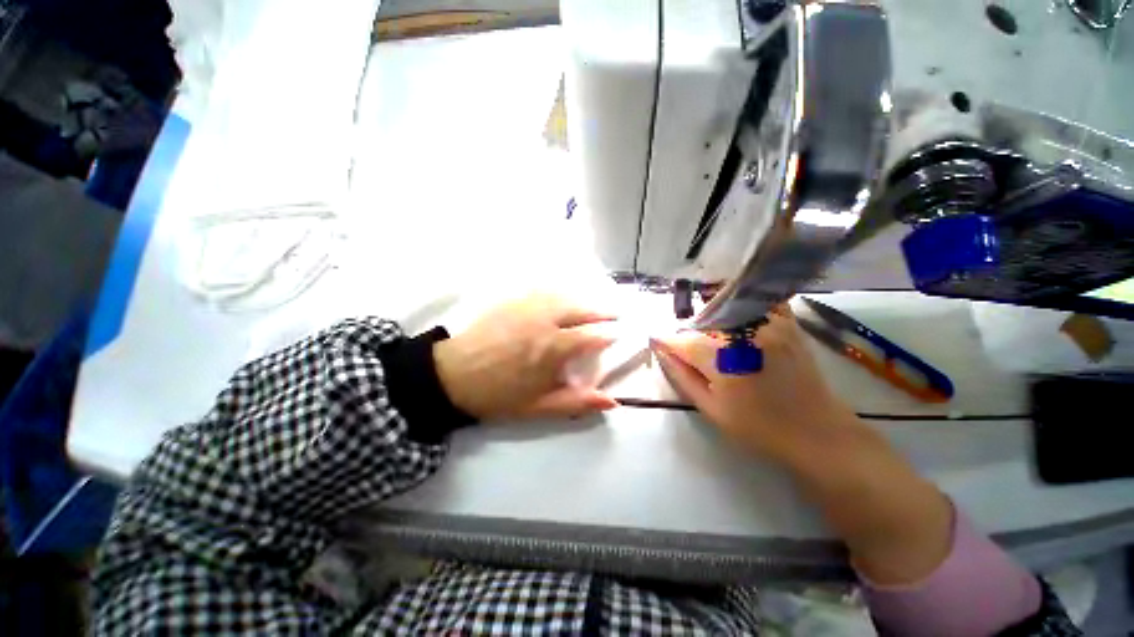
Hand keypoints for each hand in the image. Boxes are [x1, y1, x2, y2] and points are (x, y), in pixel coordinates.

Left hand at [433, 294, 618, 420]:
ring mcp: (527, 307)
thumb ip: (577, 402)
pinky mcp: (512, 301)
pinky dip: (559, 292)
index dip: (608, 335)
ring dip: (583, 299)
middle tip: (616, 313)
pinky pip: (542, 291)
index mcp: (552, 348)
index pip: (590, 336)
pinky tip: (563, 295)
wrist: (452, 376)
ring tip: (594, 303)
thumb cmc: (498, 395)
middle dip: (602, 311)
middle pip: (581, 309)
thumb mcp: (538, 407)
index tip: (619, 335)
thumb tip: (612, 401)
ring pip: (563, 296)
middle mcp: (544, 321)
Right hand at [650, 305, 858, 462]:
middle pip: (702, 321)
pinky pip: (754, 303)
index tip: (657, 341)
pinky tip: (734, 321)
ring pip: (724, 308)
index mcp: (723, 360)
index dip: (666, 340)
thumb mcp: (711, 409)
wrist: (818, 432)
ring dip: (709, 319)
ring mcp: (769, 324)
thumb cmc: (759, 428)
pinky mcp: (786, 323)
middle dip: (687, 332)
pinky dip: (739, 306)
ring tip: (710, 339)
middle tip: (684, 347)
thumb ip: (682, 376)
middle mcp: (744, 334)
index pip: (683, 340)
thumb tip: (661, 350)